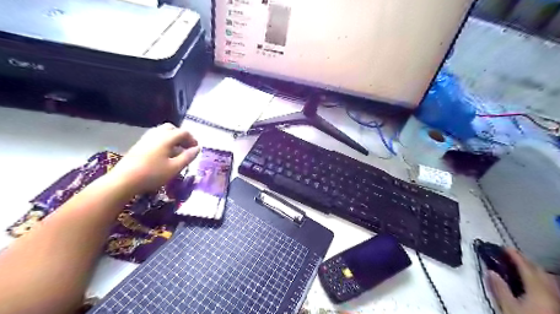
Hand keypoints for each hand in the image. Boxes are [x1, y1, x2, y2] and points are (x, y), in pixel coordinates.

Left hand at [108, 123, 198, 193]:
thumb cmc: (152, 174)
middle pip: (172, 129)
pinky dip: (164, 142)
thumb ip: (188, 157)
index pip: (183, 132)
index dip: (192, 139)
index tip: (196, 149)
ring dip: (172, 139)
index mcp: (166, 138)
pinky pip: (155, 137)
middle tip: (186, 148)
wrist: (123, 180)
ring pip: (162, 132)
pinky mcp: (139, 145)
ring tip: (177, 151)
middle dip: (182, 136)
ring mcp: (146, 138)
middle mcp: (156, 134)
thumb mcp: (175, 168)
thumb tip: (197, 148)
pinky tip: (164, 154)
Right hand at [489, 248, 556, 313]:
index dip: (515, 256)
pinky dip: (540, 279)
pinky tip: (533, 282)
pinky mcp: (556, 305)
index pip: (526, 267)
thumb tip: (491, 272)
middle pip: (539, 271)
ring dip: (534, 270)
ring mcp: (556, 299)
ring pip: (547, 278)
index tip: (505, 248)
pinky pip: (550, 286)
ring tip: (521, 266)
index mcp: (537, 289)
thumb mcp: (508, 306)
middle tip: (511, 255)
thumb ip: (500, 288)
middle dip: (525, 261)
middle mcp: (550, 291)